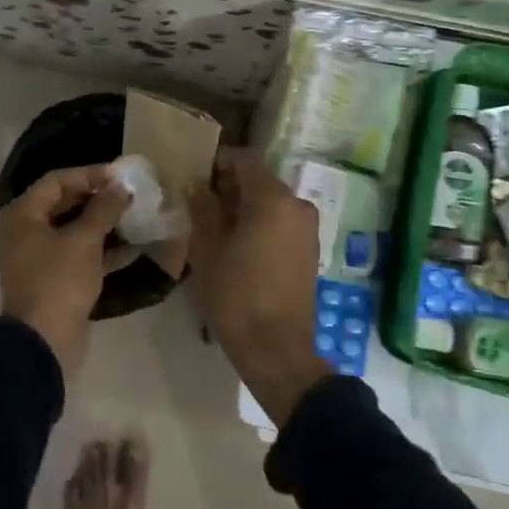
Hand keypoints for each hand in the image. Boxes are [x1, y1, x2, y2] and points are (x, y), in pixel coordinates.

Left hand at [0, 164, 130, 376]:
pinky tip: (133, 247)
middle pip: (64, 203)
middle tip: (129, 194)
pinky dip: (102, 249)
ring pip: (73, 230)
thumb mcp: (85, 239)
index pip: (57, 180)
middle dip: (98, 198)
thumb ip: (104, 208)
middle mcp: (25, 231)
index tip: (121, 176)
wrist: (43, 342)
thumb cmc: (59, 280)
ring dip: (103, 223)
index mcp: (23, 214)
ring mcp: (38, 257)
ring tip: (135, 216)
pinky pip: (79, 255)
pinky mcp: (54, 279)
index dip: (90, 174)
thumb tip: (121, 187)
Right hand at [188, 148, 330, 425]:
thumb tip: (198, 187)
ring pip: (272, 201)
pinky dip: (262, 222)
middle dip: (231, 186)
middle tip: (201, 204)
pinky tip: (240, 245)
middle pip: (260, 180)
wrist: (277, 348)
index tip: (197, 177)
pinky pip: (283, 221)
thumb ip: (203, 209)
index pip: (245, 159)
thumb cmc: (236, 295)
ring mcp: (308, 228)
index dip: (220, 162)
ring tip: (218, 227)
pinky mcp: (311, 249)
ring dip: (246, 206)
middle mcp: (297, 205)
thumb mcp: (207, 249)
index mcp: (272, 199)